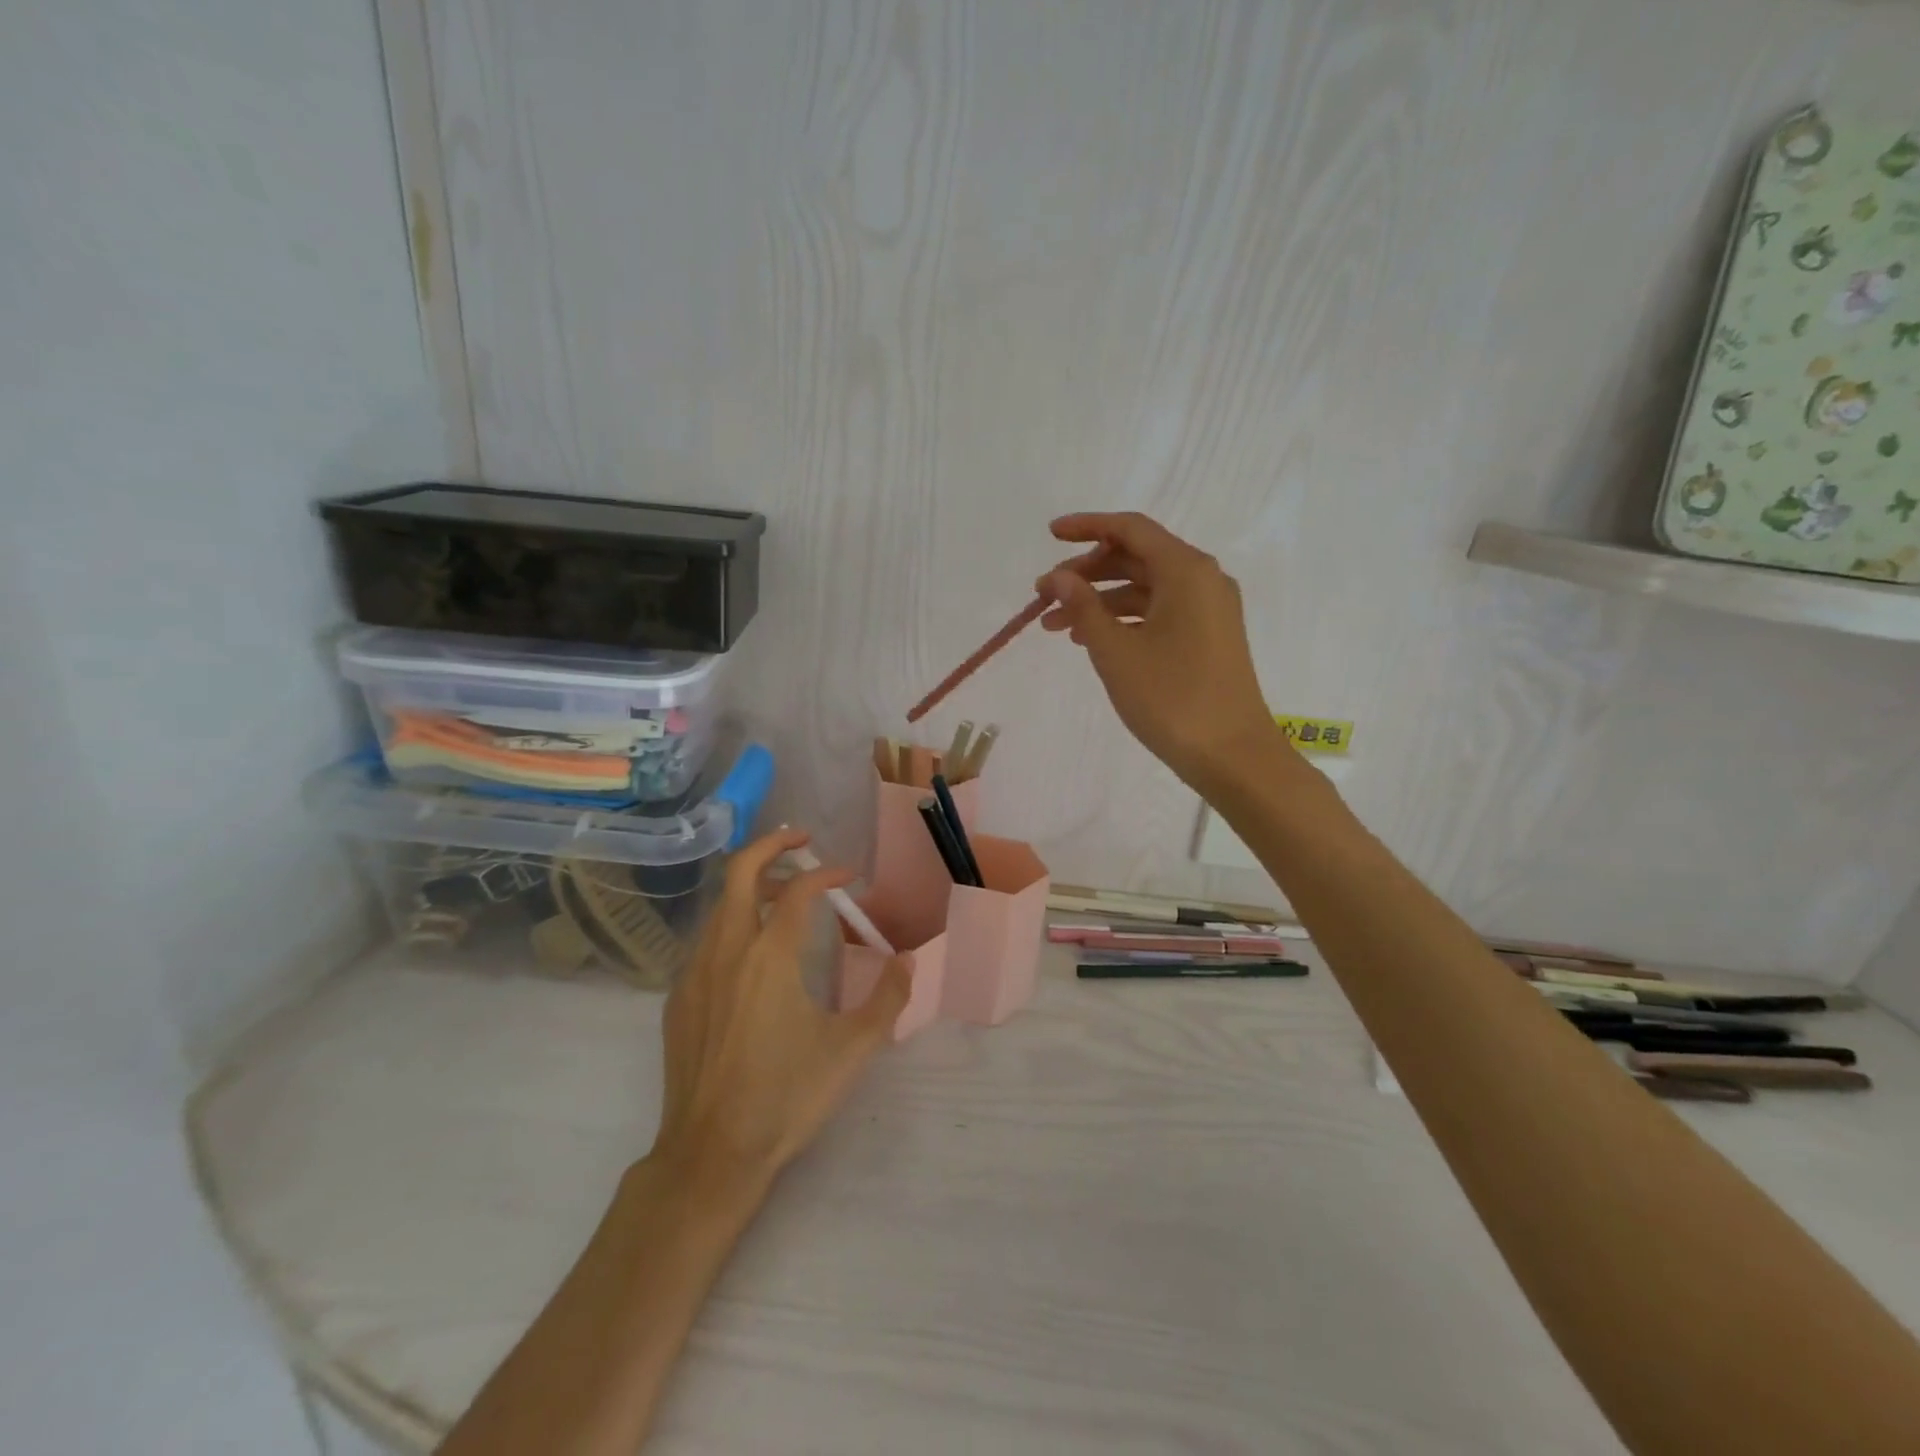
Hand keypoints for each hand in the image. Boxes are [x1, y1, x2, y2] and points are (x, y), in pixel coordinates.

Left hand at [651, 827, 912, 1187]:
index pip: (798, 890)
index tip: (850, 876)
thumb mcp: (852, 1050)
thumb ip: (888, 998)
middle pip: (739, 872)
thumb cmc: (786, 1098)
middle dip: (771, 845)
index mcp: (770, 957)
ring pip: (718, 904)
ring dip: (751, 885)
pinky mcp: (678, 998)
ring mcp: (695, 973)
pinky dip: (731, 922)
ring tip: (782, 893)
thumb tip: (908, 960)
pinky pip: (705, 940)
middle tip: (801, 841)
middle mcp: (727, 951)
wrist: (711, 1155)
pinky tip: (751, 952)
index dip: (827, 873)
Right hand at [1037, 512, 1278, 788]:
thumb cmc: (1171, 697)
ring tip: (1056, 627)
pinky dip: (1123, 620)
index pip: (1130, 529)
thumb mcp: (1115, 651)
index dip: (1086, 527)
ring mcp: (1208, 609)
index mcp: (1186, 570)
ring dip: (1100, 601)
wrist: (1231, 754)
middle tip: (1045, 596)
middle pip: (1136, 558)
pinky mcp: (1208, 637)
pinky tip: (1091, 640)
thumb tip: (1058, 576)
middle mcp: (1202, 579)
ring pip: (1144, 589)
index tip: (1049, 535)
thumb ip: (1083, 606)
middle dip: (1087, 572)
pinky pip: (1159, 612)